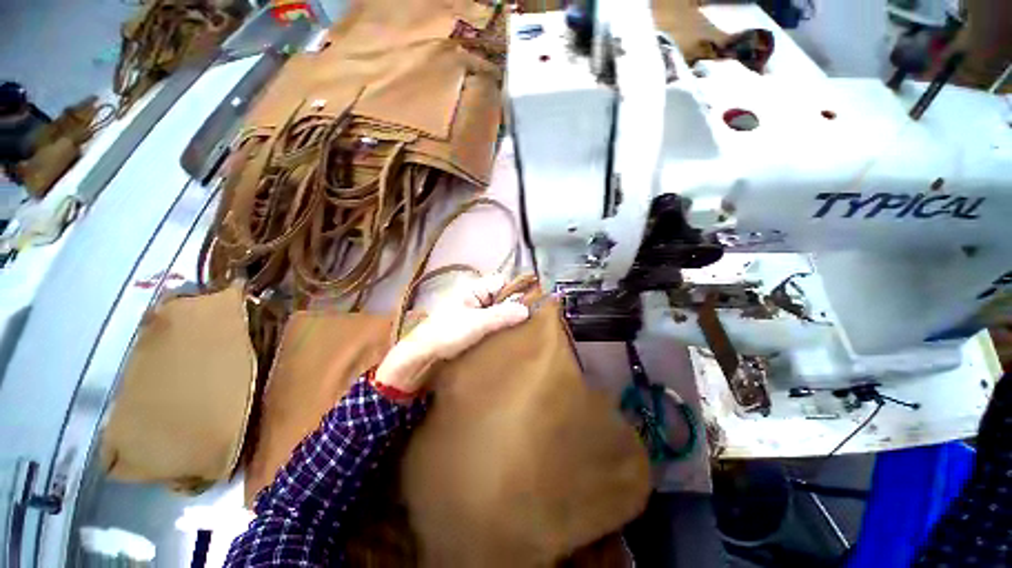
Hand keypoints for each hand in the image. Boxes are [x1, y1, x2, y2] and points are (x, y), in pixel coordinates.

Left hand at [375, 273, 529, 394]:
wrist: (423, 354)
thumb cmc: (448, 333)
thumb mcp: (478, 323)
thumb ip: (502, 315)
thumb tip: (527, 309)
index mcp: (474, 289)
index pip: (501, 281)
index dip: (513, 291)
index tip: (525, 307)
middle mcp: (475, 296)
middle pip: (500, 295)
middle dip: (512, 306)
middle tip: (523, 321)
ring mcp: (473, 310)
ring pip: (497, 308)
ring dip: (506, 317)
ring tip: (516, 330)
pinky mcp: (472, 323)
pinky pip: (491, 319)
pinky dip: (498, 325)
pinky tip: (504, 335)